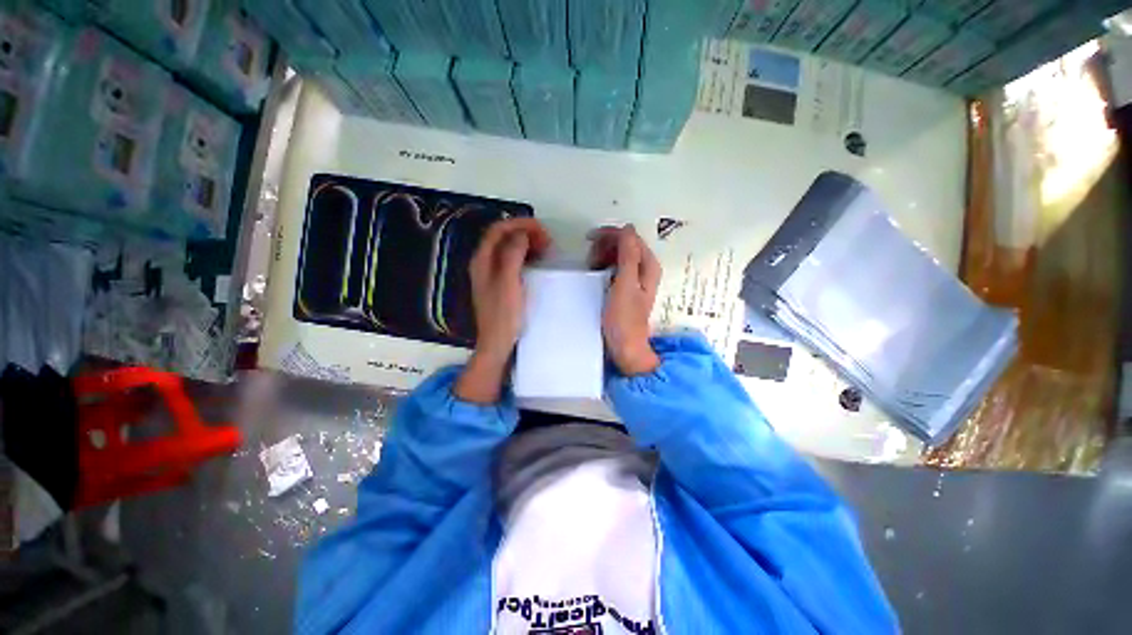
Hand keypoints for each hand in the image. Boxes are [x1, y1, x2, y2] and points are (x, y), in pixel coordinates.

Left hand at [456, 217, 550, 402]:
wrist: (497, 344)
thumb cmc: (503, 315)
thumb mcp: (508, 282)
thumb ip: (512, 254)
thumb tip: (522, 233)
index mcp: (482, 260)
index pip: (499, 229)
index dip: (520, 224)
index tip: (542, 230)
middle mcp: (484, 263)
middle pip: (503, 236)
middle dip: (525, 232)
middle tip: (547, 241)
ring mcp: (491, 273)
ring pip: (508, 247)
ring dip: (527, 243)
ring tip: (545, 249)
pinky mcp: (500, 283)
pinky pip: (512, 260)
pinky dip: (526, 255)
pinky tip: (537, 261)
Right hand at [588, 225, 661, 375]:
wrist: (625, 347)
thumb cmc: (624, 318)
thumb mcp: (625, 284)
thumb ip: (628, 256)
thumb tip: (627, 229)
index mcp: (648, 265)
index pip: (630, 237)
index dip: (611, 235)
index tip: (590, 240)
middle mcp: (645, 269)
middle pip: (625, 244)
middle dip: (606, 246)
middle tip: (590, 258)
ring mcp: (635, 279)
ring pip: (619, 255)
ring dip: (603, 256)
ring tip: (591, 266)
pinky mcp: (626, 288)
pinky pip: (615, 267)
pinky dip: (604, 266)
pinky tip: (595, 274)